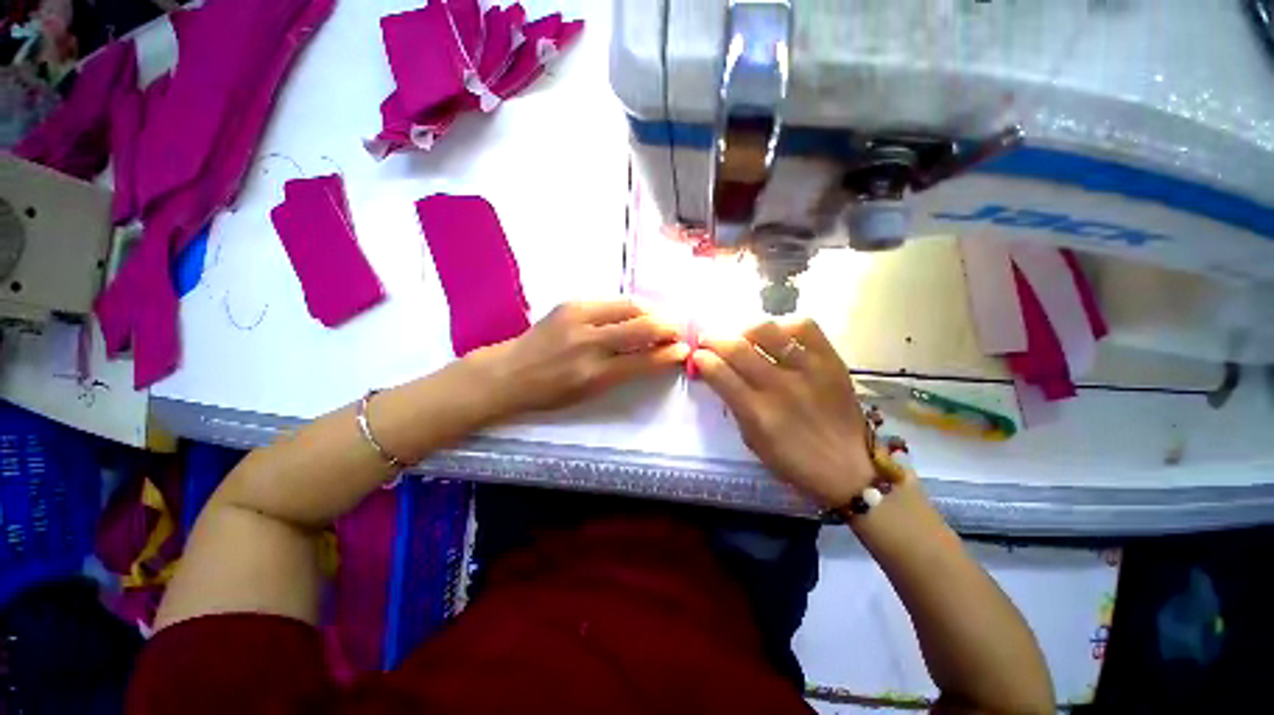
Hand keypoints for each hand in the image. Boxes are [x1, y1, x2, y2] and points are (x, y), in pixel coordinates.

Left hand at [472, 300, 689, 417]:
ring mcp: (578, 318)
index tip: (683, 351)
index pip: (643, 361)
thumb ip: (624, 373)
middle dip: (667, 327)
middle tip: (676, 332)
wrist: (509, 372)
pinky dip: (631, 309)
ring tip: (658, 322)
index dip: (669, 355)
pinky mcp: (571, 303)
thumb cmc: (550, 392)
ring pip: (630, 307)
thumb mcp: (590, 393)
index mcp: (594, 374)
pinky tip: (634, 316)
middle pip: (642, 327)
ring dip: (652, 313)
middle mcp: (589, 343)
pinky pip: (612, 302)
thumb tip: (655, 357)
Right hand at [692, 318, 874, 507]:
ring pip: (766, 331)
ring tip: (741, 336)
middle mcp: (780, 387)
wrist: (849, 468)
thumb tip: (716, 374)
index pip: (719, 373)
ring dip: (744, 330)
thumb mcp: (752, 440)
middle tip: (708, 339)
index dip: (701, 359)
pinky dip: (784, 325)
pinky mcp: (831, 361)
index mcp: (757, 413)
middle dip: (713, 339)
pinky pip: (804, 327)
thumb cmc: (793, 461)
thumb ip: (733, 405)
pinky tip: (777, 336)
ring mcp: (808, 370)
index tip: (696, 355)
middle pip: (737, 348)